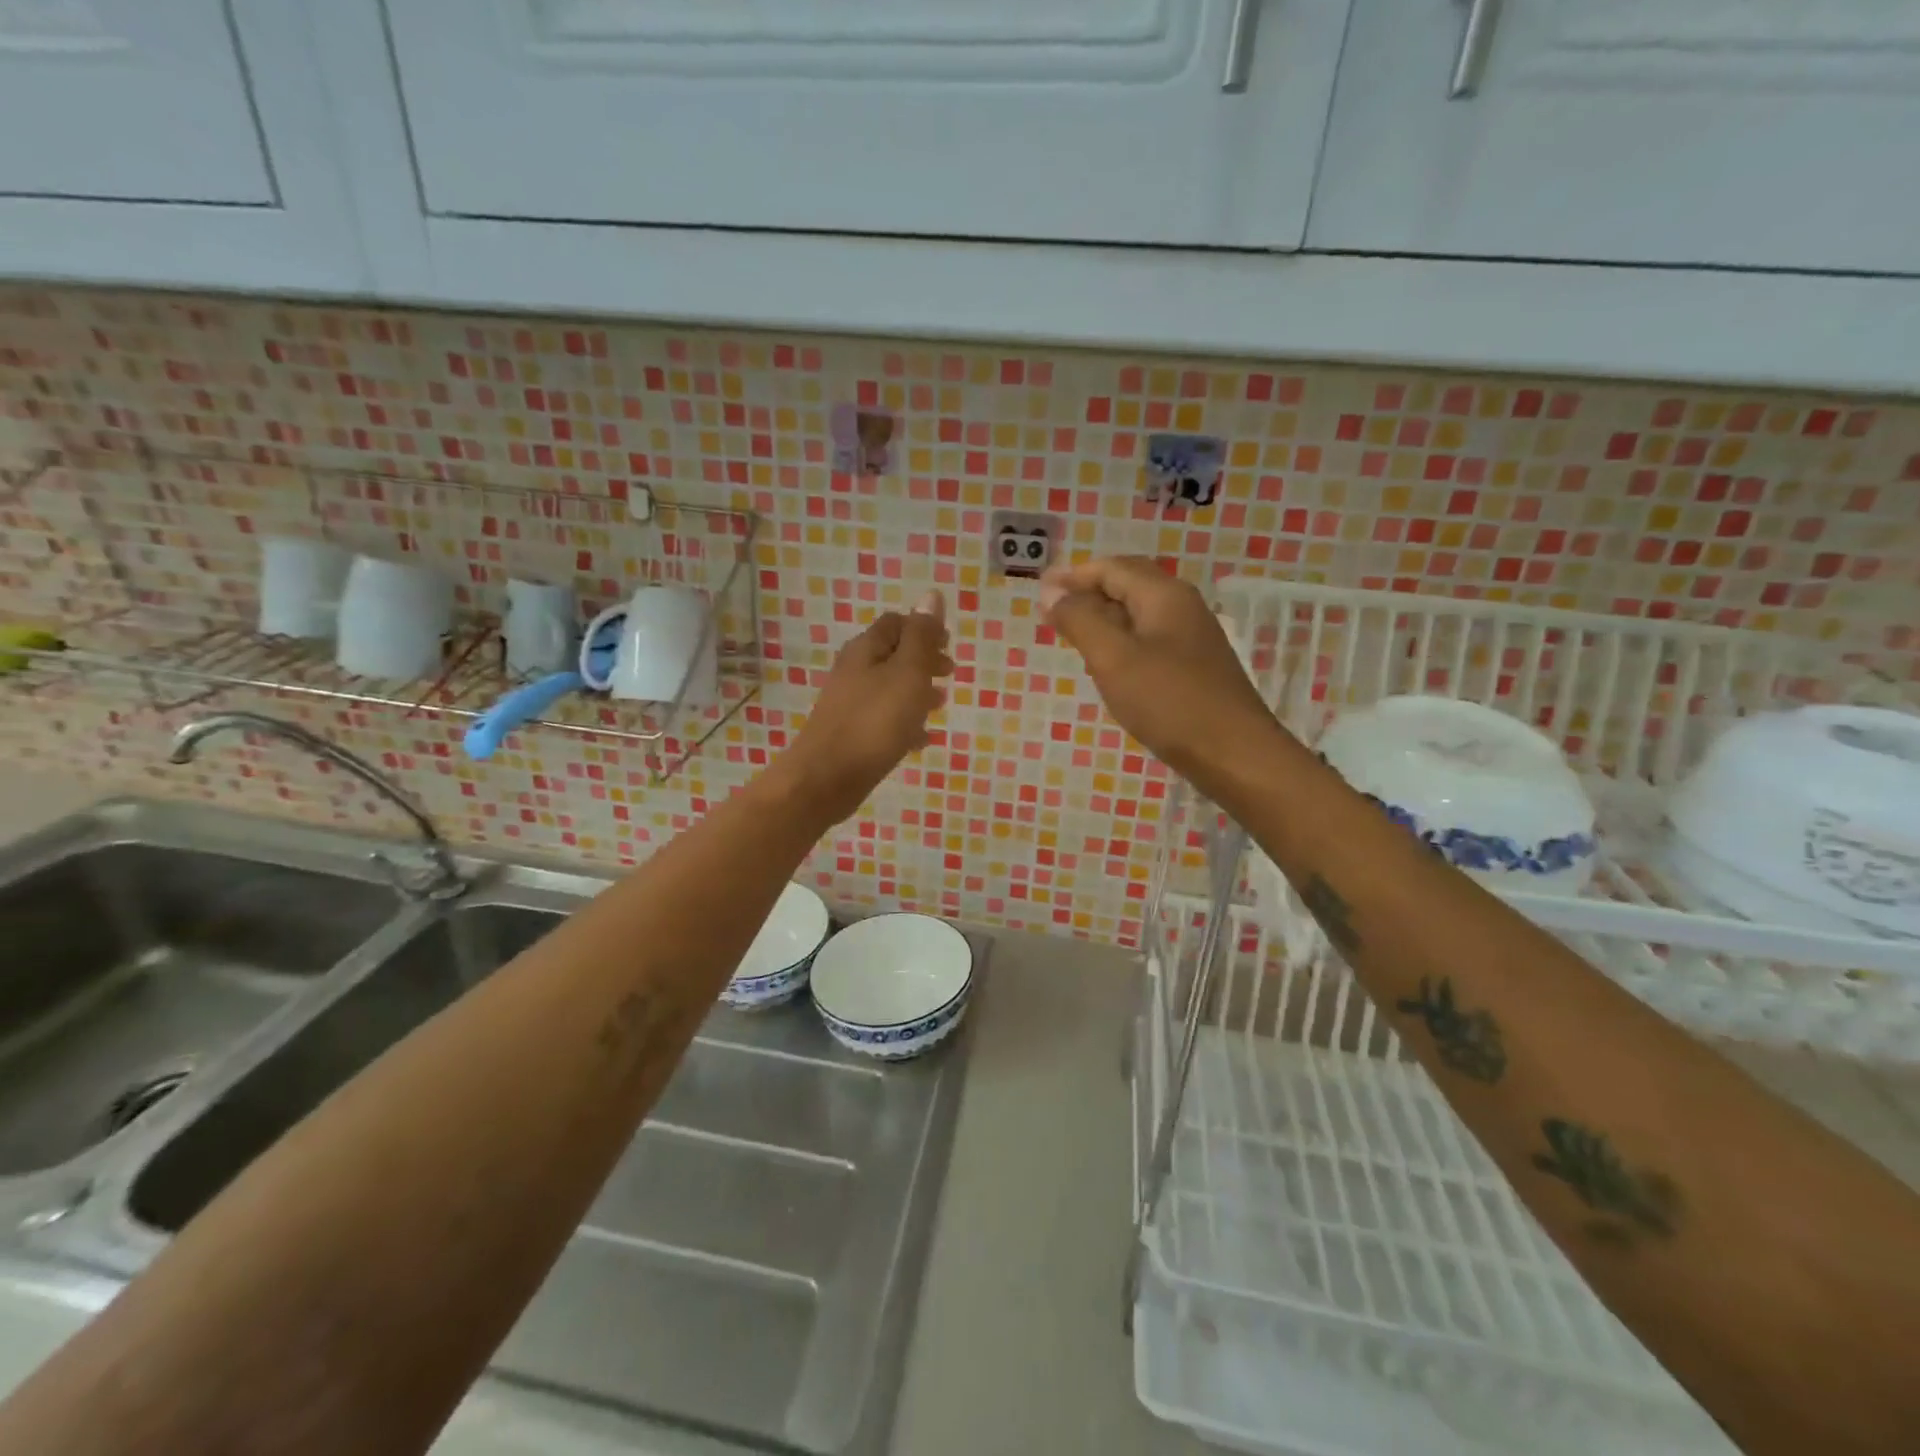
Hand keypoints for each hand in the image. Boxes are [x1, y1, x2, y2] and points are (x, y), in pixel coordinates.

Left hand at [782, 592, 951, 822]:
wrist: (826, 778)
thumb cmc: (874, 722)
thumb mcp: (907, 674)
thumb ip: (921, 636)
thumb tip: (931, 594)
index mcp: (867, 649)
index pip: (896, 623)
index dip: (924, 629)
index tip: (949, 645)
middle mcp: (854, 670)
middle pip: (893, 655)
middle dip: (923, 661)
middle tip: (950, 674)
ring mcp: (850, 703)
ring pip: (890, 688)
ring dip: (917, 692)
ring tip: (941, 705)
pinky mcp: (851, 733)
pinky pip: (883, 720)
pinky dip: (905, 723)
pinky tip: (922, 739)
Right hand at [1040, 556, 1276, 778]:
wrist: (1233, 753)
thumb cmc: (1169, 702)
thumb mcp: (1114, 659)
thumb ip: (1080, 621)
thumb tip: (1050, 593)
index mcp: (1163, 595)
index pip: (1111, 568)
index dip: (1073, 575)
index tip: (1039, 590)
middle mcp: (1181, 607)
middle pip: (1128, 585)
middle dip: (1087, 592)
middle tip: (1051, 611)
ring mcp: (1191, 638)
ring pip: (1138, 614)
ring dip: (1102, 617)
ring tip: (1070, 634)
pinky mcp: (1193, 667)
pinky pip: (1148, 639)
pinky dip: (1120, 641)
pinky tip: (1106, 664)